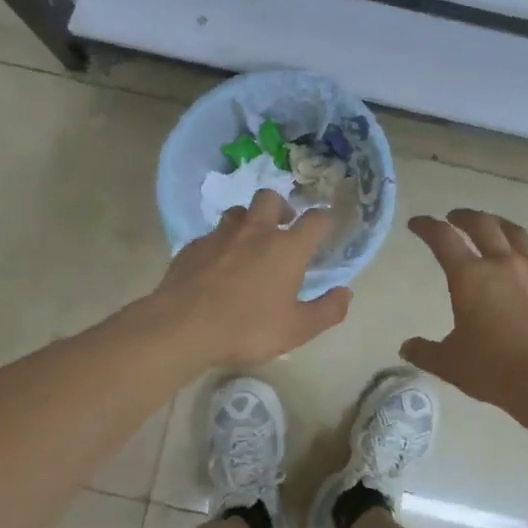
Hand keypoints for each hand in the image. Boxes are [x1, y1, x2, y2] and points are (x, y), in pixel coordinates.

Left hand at [148, 189, 352, 365]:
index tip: (326, 226)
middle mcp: (256, 231)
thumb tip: (346, 293)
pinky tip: (217, 265)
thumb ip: (327, 311)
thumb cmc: (247, 328)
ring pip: (238, 212)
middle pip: (270, 199)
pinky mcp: (193, 246)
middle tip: (283, 228)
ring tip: (249, 244)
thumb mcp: (296, 329)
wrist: (182, 327)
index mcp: (287, 248)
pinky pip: (212, 235)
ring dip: (249, 221)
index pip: (315, 220)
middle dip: (281, 207)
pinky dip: (221, 243)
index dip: (324, 219)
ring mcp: (220, 235)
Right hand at [401, 210, 527, 411]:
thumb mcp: (449, 363)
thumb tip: (406, 347)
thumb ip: (425, 351)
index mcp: (470, 277)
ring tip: (494, 227)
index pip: (442, 238)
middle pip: (483, 225)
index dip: (427, 226)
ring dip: (500, 226)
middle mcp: (503, 264)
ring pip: (517, 235)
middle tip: (455, 217)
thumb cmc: (492, 370)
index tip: (417, 223)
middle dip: (464, 216)